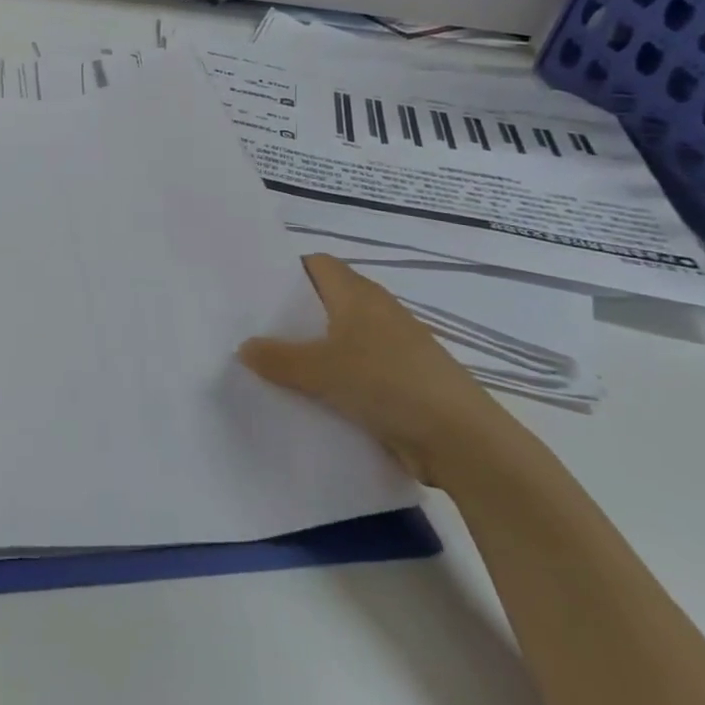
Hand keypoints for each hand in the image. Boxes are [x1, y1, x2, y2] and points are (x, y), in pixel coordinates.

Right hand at [238, 255, 514, 487]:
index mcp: (358, 294)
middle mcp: (376, 312)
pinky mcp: (399, 381)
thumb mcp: (320, 369)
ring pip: (337, 339)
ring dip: (310, 351)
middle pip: (324, 301)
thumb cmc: (387, 383)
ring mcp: (391, 348)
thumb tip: (243, 346)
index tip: (253, 290)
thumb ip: (277, 357)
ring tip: (269, 366)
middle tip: (251, 330)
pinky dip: (330, 378)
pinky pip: (352, 370)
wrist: (461, 440)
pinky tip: (306, 396)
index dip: (285, 271)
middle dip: (290, 315)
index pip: (316, 264)